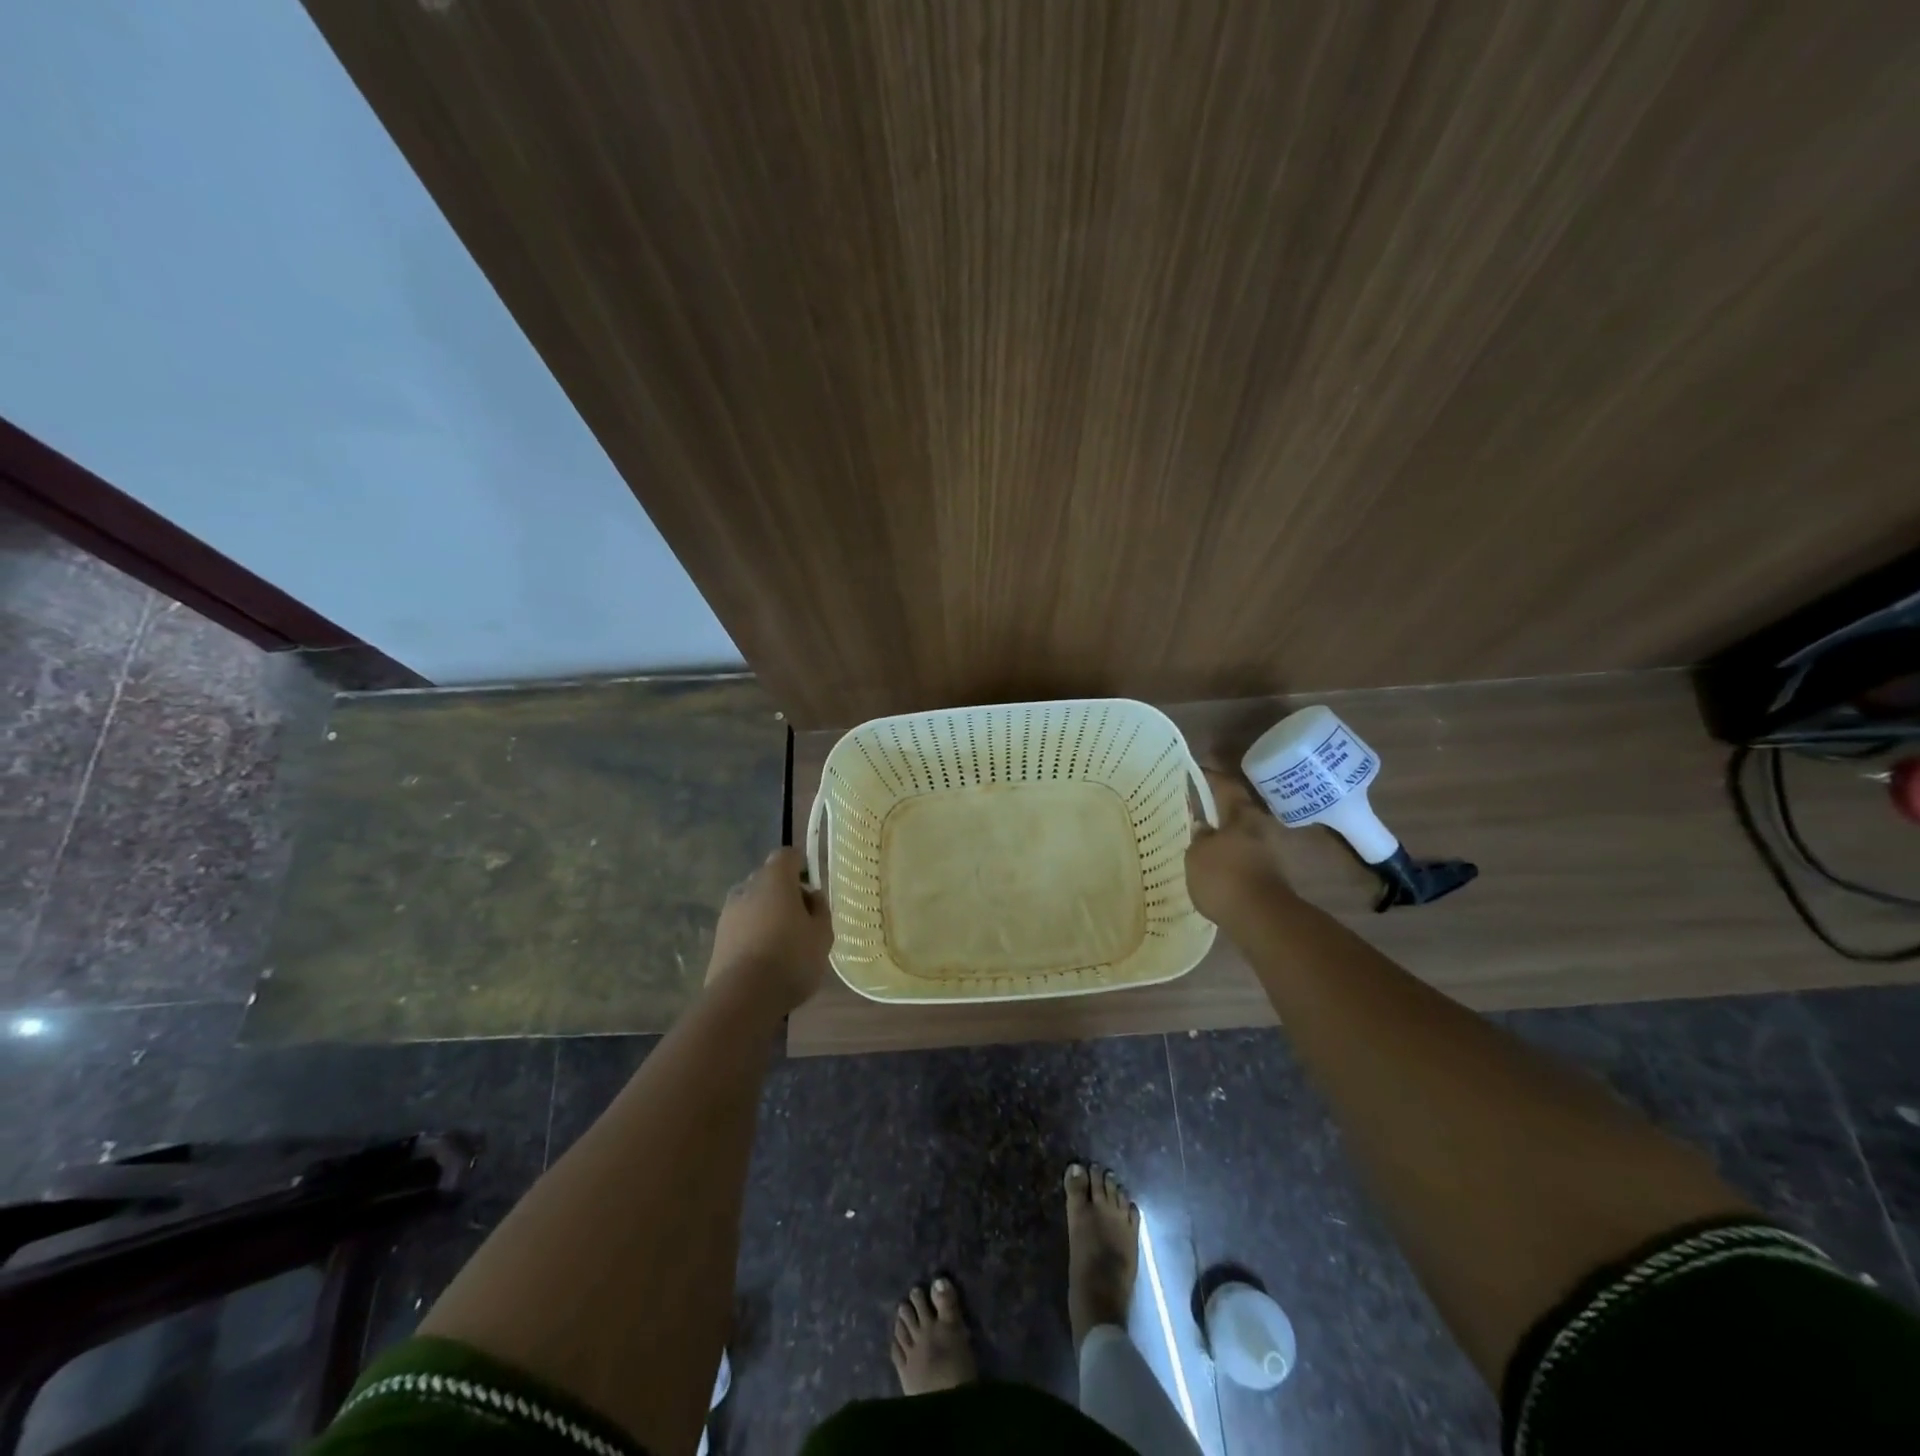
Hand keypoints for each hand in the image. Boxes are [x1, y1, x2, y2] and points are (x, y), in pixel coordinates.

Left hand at [706, 847, 833, 1011]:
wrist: (743, 997)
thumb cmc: (791, 957)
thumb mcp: (822, 934)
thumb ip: (820, 909)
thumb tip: (811, 897)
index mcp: (774, 879)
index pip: (787, 855)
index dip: (800, 865)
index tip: (811, 885)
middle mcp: (747, 888)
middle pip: (767, 879)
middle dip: (784, 891)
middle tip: (802, 918)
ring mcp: (728, 914)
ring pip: (752, 904)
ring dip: (767, 914)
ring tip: (783, 942)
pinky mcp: (717, 939)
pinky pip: (741, 927)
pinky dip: (753, 934)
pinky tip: (766, 958)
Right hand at [1185, 768, 1295, 927]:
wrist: (1261, 919)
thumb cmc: (1224, 877)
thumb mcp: (1196, 854)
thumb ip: (1198, 838)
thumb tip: (1202, 827)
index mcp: (1241, 816)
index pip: (1225, 787)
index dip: (1210, 777)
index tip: (1195, 771)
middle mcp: (1258, 829)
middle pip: (1235, 812)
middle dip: (1216, 810)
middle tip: (1194, 809)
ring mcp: (1266, 854)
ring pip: (1239, 836)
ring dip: (1222, 836)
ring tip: (1199, 839)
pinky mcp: (1267, 876)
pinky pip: (1242, 858)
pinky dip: (1228, 857)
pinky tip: (1212, 865)